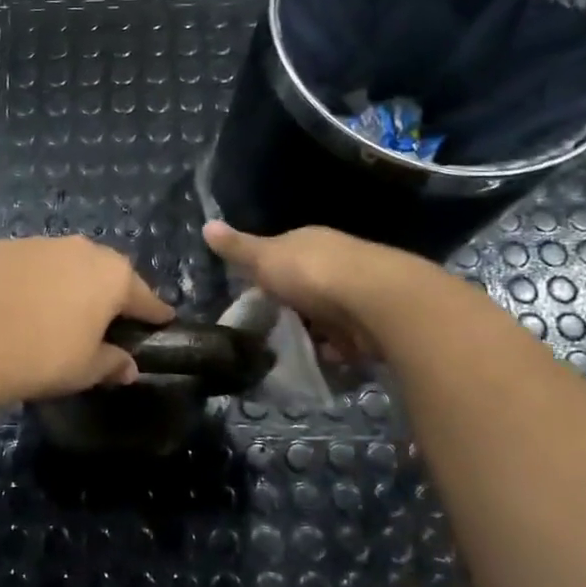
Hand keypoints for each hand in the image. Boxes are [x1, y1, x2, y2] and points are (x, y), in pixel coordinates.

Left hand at [0, 236, 173, 405]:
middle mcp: (80, 248)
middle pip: (104, 271)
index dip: (153, 312)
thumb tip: (128, 367)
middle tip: (105, 319)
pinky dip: (31, 279)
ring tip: (58, 310)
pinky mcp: (3, 248)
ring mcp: (39, 243)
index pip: (144, 296)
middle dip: (107, 292)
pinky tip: (21, 302)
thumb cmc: (44, 357)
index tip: (161, 320)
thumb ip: (113, 362)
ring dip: (67, 282)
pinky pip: (29, 264)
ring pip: (64, 263)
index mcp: (112, 275)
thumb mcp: (87, 369)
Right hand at [203, 221, 428, 362]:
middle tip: (267, 328)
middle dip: (291, 306)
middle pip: (306, 286)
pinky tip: (322, 360)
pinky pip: (347, 338)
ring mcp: (359, 292)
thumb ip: (238, 249)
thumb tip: (206, 225)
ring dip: (314, 331)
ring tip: (290, 351)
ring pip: (327, 313)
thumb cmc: (313, 273)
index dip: (266, 273)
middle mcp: (337, 261)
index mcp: (310, 242)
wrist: (379, 301)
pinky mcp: (375, 322)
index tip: (250, 295)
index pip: (283, 254)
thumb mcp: (265, 258)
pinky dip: (335, 350)